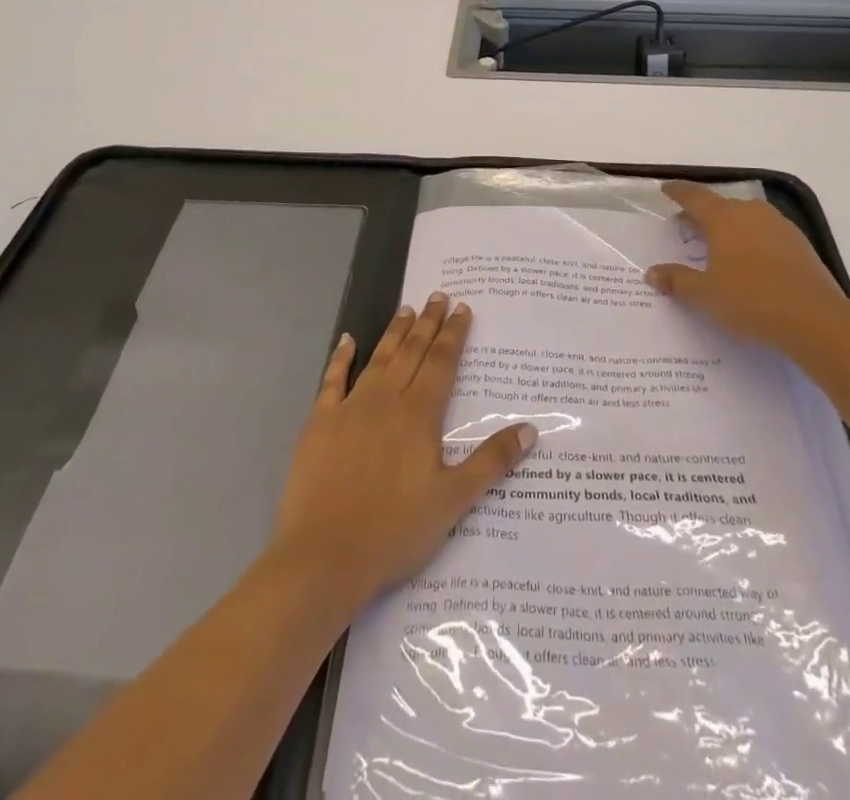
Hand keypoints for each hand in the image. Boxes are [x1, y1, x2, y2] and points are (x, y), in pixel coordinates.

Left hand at [269, 293, 535, 612]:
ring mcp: (350, 408)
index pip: (441, 363)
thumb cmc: (395, 530)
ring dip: (394, 332)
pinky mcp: (320, 423)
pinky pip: (333, 380)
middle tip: (438, 295)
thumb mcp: (453, 500)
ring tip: (407, 309)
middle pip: (412, 352)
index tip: (462, 308)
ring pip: (378, 359)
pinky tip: (347, 340)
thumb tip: (529, 429)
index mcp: (419, 415)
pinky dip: (341, 357)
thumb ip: (491, 462)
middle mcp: (386, 400)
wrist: (325, 555)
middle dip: (428, 323)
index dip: (454, 334)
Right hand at [645, 181, 849, 352]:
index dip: (678, 192)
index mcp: (723, 218)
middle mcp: (751, 213)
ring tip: (718, 243)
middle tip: (687, 225)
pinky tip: (750, 260)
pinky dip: (751, 239)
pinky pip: (765, 232)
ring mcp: (779, 226)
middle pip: (721, 205)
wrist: (815, 319)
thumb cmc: (751, 301)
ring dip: (729, 225)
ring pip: (746, 217)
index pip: (694, 197)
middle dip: (702, 212)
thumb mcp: (705, 295)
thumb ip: (677, 281)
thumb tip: (652, 273)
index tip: (666, 189)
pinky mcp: (799, 243)